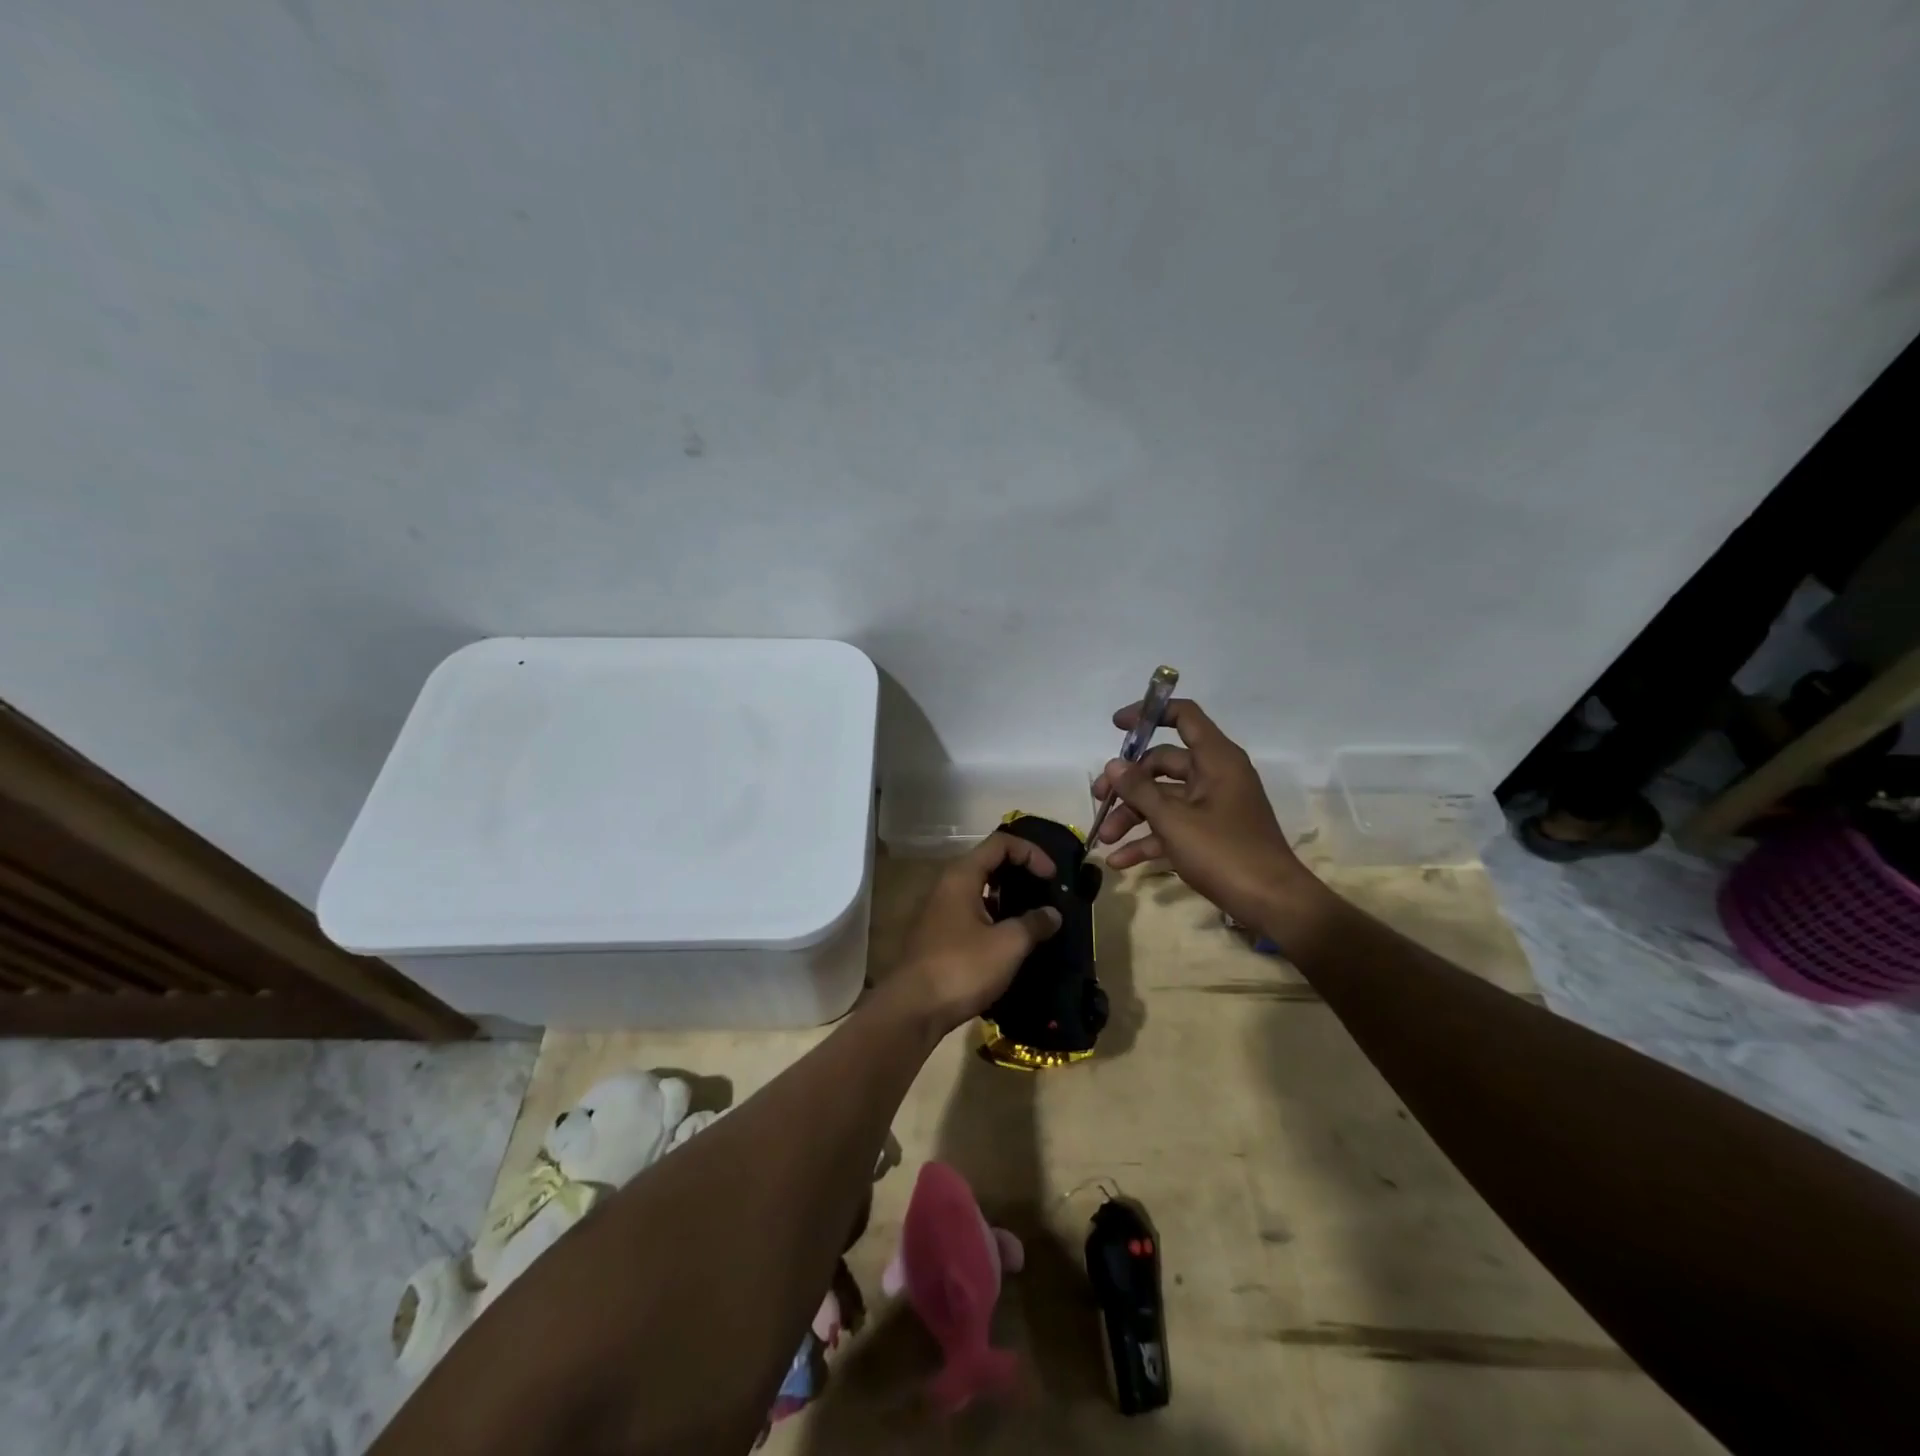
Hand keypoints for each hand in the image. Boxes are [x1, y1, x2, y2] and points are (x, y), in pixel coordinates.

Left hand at [889, 832, 1063, 1033]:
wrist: (913, 1009)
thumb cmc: (962, 968)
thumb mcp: (1007, 945)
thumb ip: (1034, 924)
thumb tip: (1053, 914)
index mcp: (962, 875)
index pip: (1001, 843)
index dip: (1031, 853)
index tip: (1053, 877)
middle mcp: (948, 885)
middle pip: (989, 862)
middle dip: (1021, 871)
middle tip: (1047, 890)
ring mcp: (940, 910)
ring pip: (980, 889)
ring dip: (1009, 896)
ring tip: (1035, 915)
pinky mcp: (939, 934)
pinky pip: (973, 911)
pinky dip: (995, 915)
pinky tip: (1012, 938)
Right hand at [1090, 698, 1314, 927]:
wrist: (1273, 904)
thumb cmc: (1225, 853)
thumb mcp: (1174, 821)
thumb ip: (1140, 790)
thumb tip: (1113, 765)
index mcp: (1216, 760)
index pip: (1184, 716)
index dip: (1149, 714)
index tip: (1116, 726)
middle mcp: (1215, 776)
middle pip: (1162, 763)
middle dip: (1127, 782)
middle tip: (1098, 799)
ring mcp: (1213, 806)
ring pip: (1163, 799)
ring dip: (1132, 816)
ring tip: (1103, 839)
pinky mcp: (1211, 834)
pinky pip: (1173, 827)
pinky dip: (1148, 840)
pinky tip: (1119, 861)